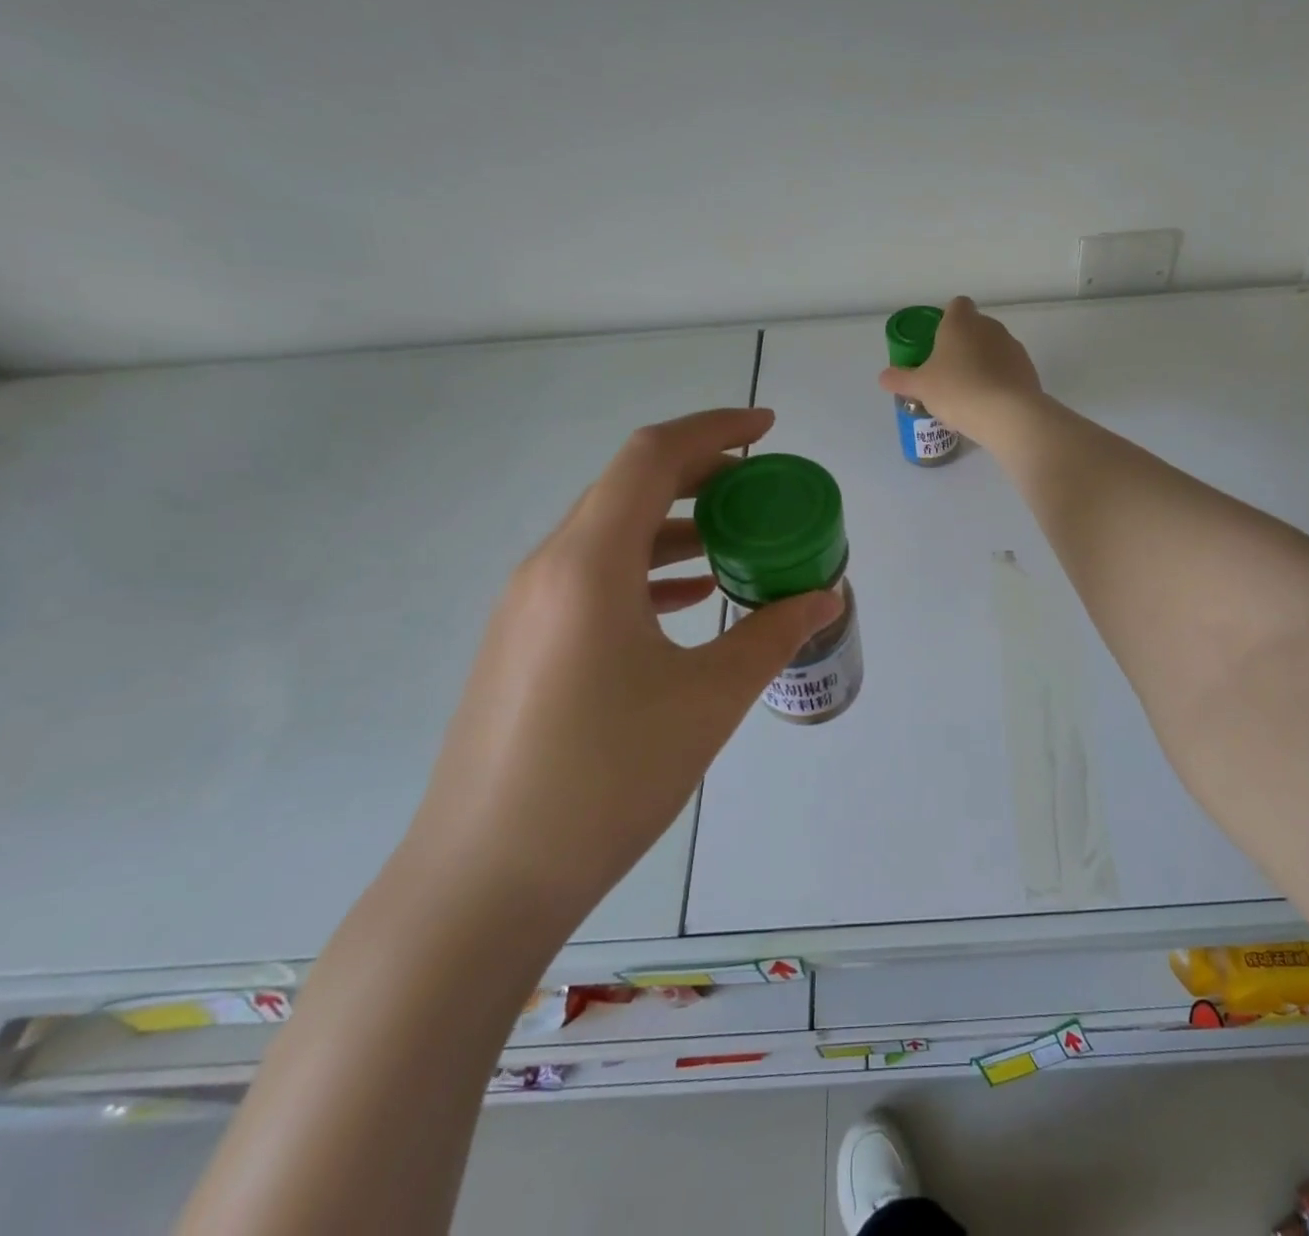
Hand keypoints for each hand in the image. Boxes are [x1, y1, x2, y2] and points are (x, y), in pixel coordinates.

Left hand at [406, 408, 841, 936]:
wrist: (484, 880)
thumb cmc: (606, 778)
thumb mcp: (709, 699)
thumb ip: (772, 633)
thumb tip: (824, 596)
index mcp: (589, 563)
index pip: (653, 458)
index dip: (714, 429)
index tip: (767, 429)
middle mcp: (549, 568)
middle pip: (629, 487)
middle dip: (701, 474)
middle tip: (761, 487)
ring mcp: (529, 607)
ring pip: (611, 534)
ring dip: (675, 525)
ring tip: (736, 541)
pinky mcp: (525, 643)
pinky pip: (594, 578)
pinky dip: (648, 569)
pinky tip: (689, 598)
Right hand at [876, 296, 1041, 441]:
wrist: (1008, 414)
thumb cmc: (958, 390)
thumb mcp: (921, 387)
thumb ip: (901, 379)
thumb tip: (883, 377)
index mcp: (961, 322)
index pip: (956, 305)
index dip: (946, 320)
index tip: (937, 343)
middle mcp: (989, 326)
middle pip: (974, 328)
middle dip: (962, 345)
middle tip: (947, 373)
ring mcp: (1012, 346)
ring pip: (992, 349)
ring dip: (982, 363)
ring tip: (969, 393)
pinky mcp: (1028, 368)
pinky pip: (1007, 369)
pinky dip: (999, 380)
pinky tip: (989, 404)